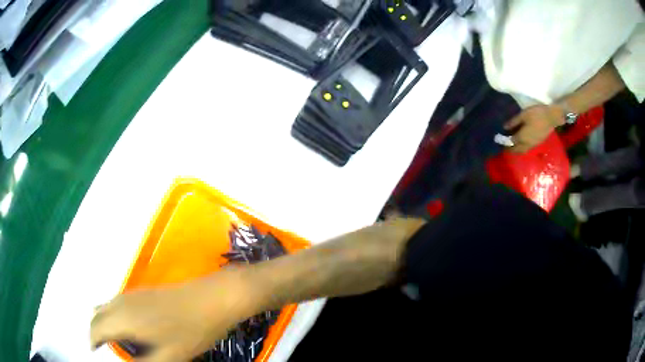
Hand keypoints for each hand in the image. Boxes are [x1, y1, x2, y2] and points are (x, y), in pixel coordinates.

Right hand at [90, 268, 253, 361]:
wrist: (212, 298)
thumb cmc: (190, 331)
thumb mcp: (168, 357)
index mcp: (122, 317)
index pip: (95, 328)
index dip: (92, 341)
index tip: (93, 352)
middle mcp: (121, 302)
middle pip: (97, 315)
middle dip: (96, 332)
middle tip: (104, 350)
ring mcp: (132, 294)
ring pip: (107, 307)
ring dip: (105, 323)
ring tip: (115, 342)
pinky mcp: (143, 292)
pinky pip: (118, 304)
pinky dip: (114, 316)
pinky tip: (130, 330)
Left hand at [504, 105, 563, 152]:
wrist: (552, 117)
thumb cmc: (536, 114)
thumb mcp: (523, 115)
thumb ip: (514, 121)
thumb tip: (505, 127)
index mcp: (522, 137)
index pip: (512, 143)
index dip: (506, 143)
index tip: (501, 142)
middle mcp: (528, 144)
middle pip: (518, 150)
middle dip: (511, 150)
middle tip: (506, 147)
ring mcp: (534, 144)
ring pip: (524, 150)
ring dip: (518, 150)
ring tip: (513, 146)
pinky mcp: (539, 143)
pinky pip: (529, 148)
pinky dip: (524, 148)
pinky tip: (522, 143)